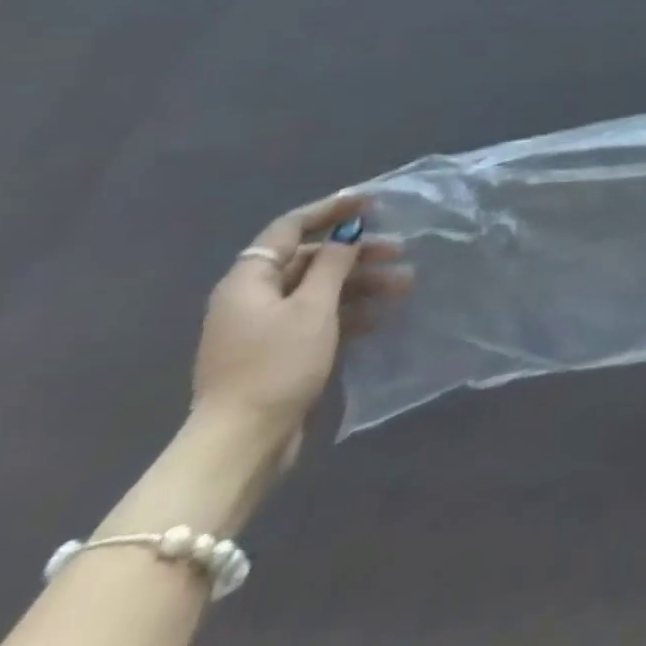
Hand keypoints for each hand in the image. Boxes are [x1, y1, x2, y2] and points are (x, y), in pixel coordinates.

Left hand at [191, 191, 411, 452]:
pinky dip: (350, 310)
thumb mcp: (313, 307)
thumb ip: (333, 264)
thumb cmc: (276, 364)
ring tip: (404, 284)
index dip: (330, 210)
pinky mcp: (278, 353)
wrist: (241, 442)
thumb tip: (347, 233)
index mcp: (248, 281)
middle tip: (399, 250)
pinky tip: (382, 315)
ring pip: (319, 289)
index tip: (372, 202)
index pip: (289, 228)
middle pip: (308, 260)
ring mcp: (263, 328)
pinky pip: (318, 317)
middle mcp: (251, 298)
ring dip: (361, 282)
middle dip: (356, 253)